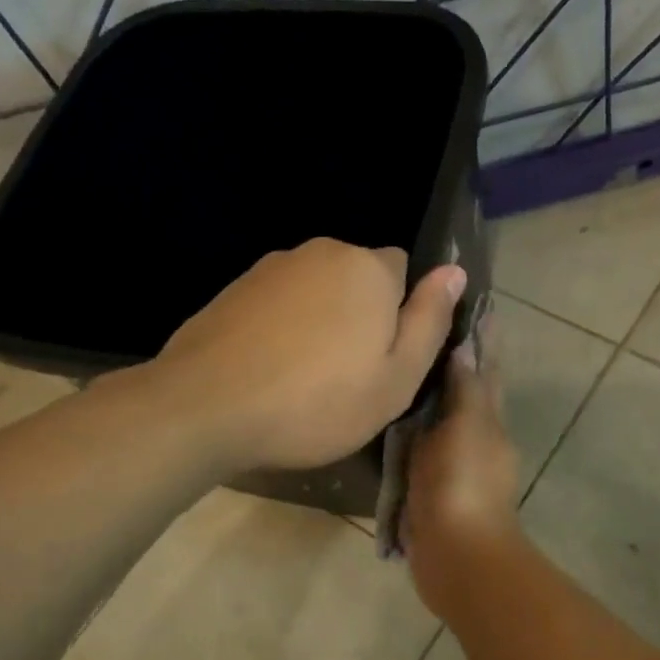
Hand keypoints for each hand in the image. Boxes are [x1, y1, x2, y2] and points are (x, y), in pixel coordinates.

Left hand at [153, 239, 464, 471]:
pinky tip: (269, 371)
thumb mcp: (396, 377)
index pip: (403, 269)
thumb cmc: (318, 401)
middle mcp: (320, 252)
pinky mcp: (234, 290)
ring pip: (316, 292)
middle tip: (348, 376)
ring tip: (304, 379)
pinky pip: (278, 304)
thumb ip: (430, 320)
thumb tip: (454, 271)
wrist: (206, 407)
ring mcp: (271, 267)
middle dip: (360, 314)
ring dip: (319, 322)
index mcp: (367, 268)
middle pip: (357, 278)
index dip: (400, 313)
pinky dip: (282, 329)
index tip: (384, 357)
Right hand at [403, 327, 523, 617]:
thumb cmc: (463, 484)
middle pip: (465, 389)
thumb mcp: (466, 427)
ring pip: (440, 417)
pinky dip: (409, 428)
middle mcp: (474, 436)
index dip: (482, 338)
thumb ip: (464, 389)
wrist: (457, 555)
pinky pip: (418, 447)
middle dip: (453, 359)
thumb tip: (465, 347)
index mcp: (488, 419)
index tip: (471, 303)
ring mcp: (452, 463)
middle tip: (423, 324)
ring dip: (428, 393)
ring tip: (400, 361)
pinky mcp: (430, 486)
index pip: (486, 368)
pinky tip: (386, 416)